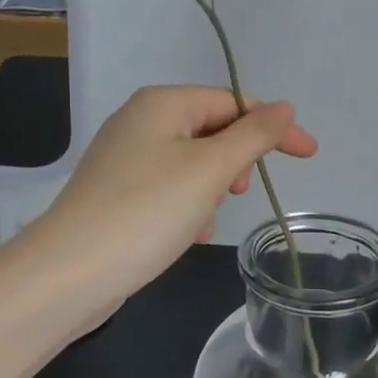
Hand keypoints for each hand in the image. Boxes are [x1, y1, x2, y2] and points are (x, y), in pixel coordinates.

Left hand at [28, 85, 317, 314]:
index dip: (274, 126)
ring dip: (211, 190)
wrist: (68, 275)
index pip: (234, 102)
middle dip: (234, 163)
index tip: (309, 154)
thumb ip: (254, 134)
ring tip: (202, 221)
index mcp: (162, 103)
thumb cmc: (147, 211)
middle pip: (213, 130)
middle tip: (237, 192)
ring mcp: (125, 157)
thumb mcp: (211, 169)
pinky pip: (170, 188)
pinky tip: (184, 235)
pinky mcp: (117, 192)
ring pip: (193, 164)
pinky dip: (187, 207)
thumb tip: (285, 106)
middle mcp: (141, 121)